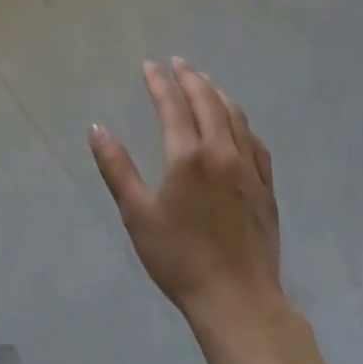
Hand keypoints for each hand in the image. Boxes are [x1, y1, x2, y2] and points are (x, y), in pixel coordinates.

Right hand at [88, 58, 284, 328]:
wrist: (237, 300)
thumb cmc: (179, 258)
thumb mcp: (137, 214)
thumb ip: (117, 168)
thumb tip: (97, 129)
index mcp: (187, 156)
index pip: (173, 106)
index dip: (160, 83)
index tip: (150, 66)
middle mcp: (221, 152)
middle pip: (208, 102)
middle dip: (191, 78)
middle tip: (178, 64)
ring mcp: (249, 169)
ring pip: (235, 117)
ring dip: (217, 93)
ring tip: (205, 82)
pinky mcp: (265, 187)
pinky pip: (255, 141)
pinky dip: (241, 122)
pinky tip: (237, 123)